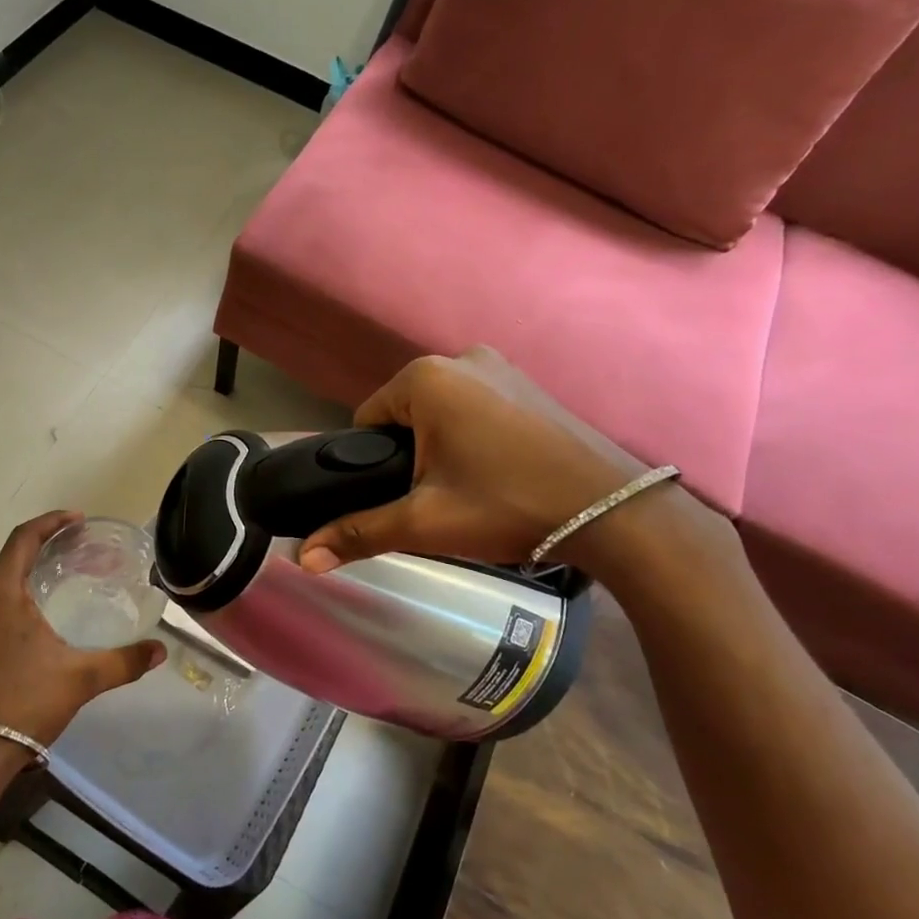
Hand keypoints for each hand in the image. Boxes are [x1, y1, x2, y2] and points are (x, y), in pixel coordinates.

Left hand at [0, 511, 165, 747]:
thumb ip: (123, 660)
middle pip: (7, 560)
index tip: (77, 520)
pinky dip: (2, 604)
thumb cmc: (26, 702)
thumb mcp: (81, 678)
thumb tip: (160, 650)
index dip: (51, 522)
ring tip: (50, 586)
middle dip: (39, 550)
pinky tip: (23, 624)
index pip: (23, 538)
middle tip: (71, 552)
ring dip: (19, 578)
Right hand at [298, 347, 654, 574]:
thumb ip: (359, 533)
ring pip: (442, 413)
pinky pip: (478, 409)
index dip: (374, 466)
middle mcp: (462, 358)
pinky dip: (476, 438)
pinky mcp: (532, 384)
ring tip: (471, 492)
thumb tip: (302, 559)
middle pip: (405, 416)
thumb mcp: (425, 523)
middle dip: (411, 456)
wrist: (617, 514)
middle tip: (438, 501)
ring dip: (443, 448)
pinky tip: (500, 474)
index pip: (367, 422)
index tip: (403, 498)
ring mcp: (503, 367)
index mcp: (425, 377)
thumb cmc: (508, 507)